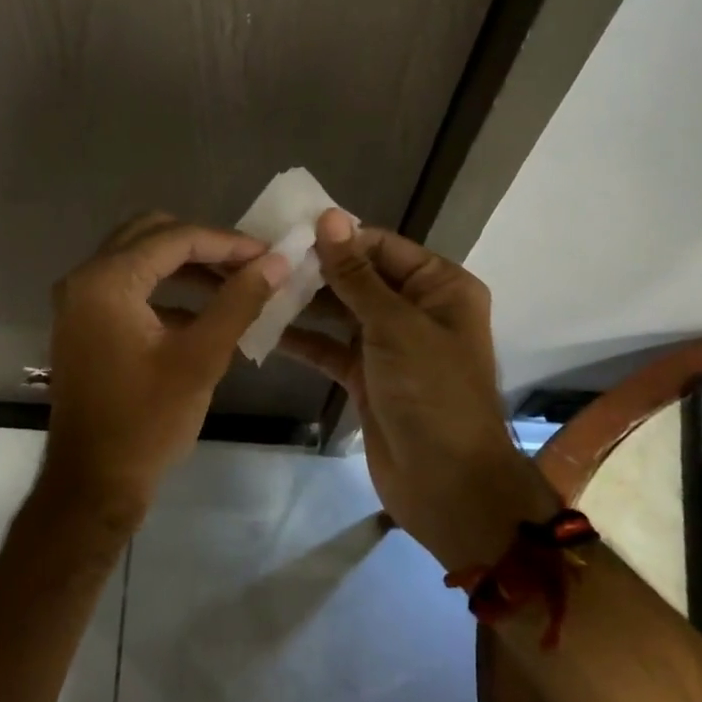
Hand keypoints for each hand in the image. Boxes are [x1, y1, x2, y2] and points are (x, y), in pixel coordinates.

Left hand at [45, 212, 287, 525]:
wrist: (93, 482)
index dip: (226, 242)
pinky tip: (201, 312)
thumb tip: (276, 262)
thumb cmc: (147, 422)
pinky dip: (163, 288)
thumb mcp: (201, 359)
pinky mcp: (82, 323)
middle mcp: (84, 278)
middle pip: (150, 234)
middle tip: (247, 263)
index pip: (174, 238)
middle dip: (202, 244)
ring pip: (137, 258)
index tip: (269, 254)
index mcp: (106, 280)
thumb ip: (239, 302)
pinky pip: (126, 286)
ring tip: (233, 282)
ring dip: (184, 264)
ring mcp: (78, 301)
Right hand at [279, 210, 556, 567]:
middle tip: (260, 258)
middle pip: (359, 277)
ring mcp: (388, 345)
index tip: (285, 231)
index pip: (382, 246)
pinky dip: (301, 340)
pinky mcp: (365, 376)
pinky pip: (329, 348)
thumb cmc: (432, 393)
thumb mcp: (395, 326)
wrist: (447, 484)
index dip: (338, 238)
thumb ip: (356, 275)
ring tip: (254, 286)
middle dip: (315, 269)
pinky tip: (262, 328)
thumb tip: (329, 217)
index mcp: (439, 287)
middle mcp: (415, 309)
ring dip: (303, 302)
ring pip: (340, 312)